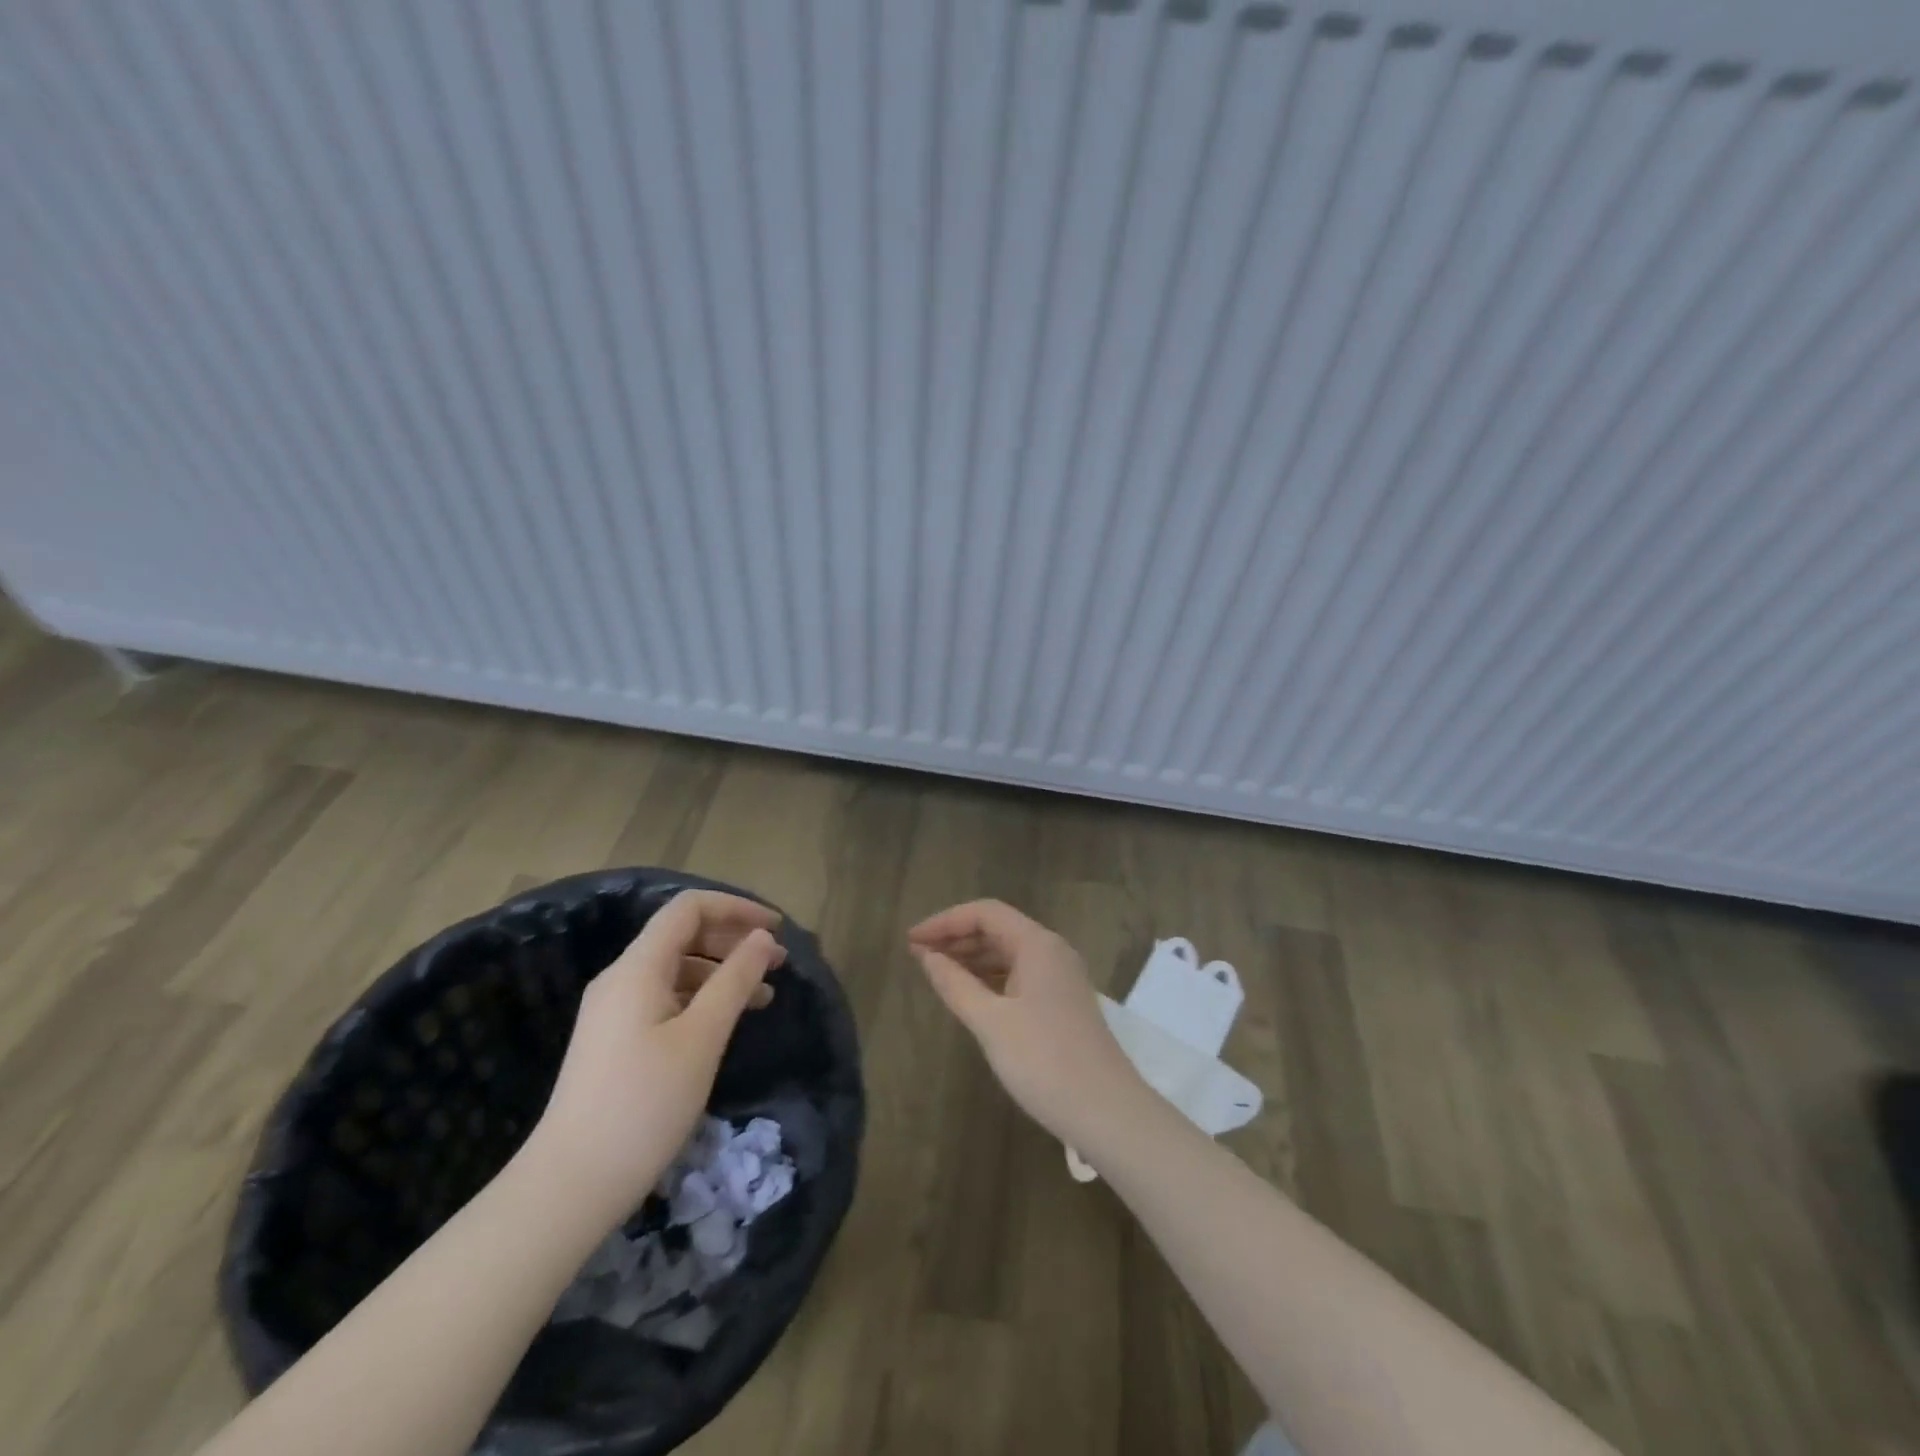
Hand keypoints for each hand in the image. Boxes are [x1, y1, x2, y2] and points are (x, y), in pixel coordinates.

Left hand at [526, 890, 785, 1223]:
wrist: (570, 1185)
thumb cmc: (644, 1105)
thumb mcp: (702, 1038)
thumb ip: (735, 980)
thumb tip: (762, 938)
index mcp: (637, 968)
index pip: (688, 909)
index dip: (736, 908)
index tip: (776, 929)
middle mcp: (621, 978)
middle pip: (682, 935)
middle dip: (733, 939)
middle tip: (777, 962)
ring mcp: (614, 1010)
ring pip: (676, 969)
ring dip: (722, 971)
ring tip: (764, 995)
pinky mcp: (615, 1040)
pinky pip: (666, 998)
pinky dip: (702, 998)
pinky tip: (727, 1022)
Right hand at [909, 899, 1147, 1150]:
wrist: (1107, 1112)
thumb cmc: (1044, 1062)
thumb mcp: (990, 1022)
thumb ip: (955, 984)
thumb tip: (926, 956)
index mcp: (1037, 944)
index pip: (985, 912)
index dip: (945, 921)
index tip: (911, 940)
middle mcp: (1052, 951)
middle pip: (998, 928)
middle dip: (956, 937)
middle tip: (917, 956)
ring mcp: (1060, 977)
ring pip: (1008, 953)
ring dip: (972, 958)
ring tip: (936, 973)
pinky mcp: (1062, 1002)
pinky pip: (1019, 975)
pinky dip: (990, 978)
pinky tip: (969, 995)